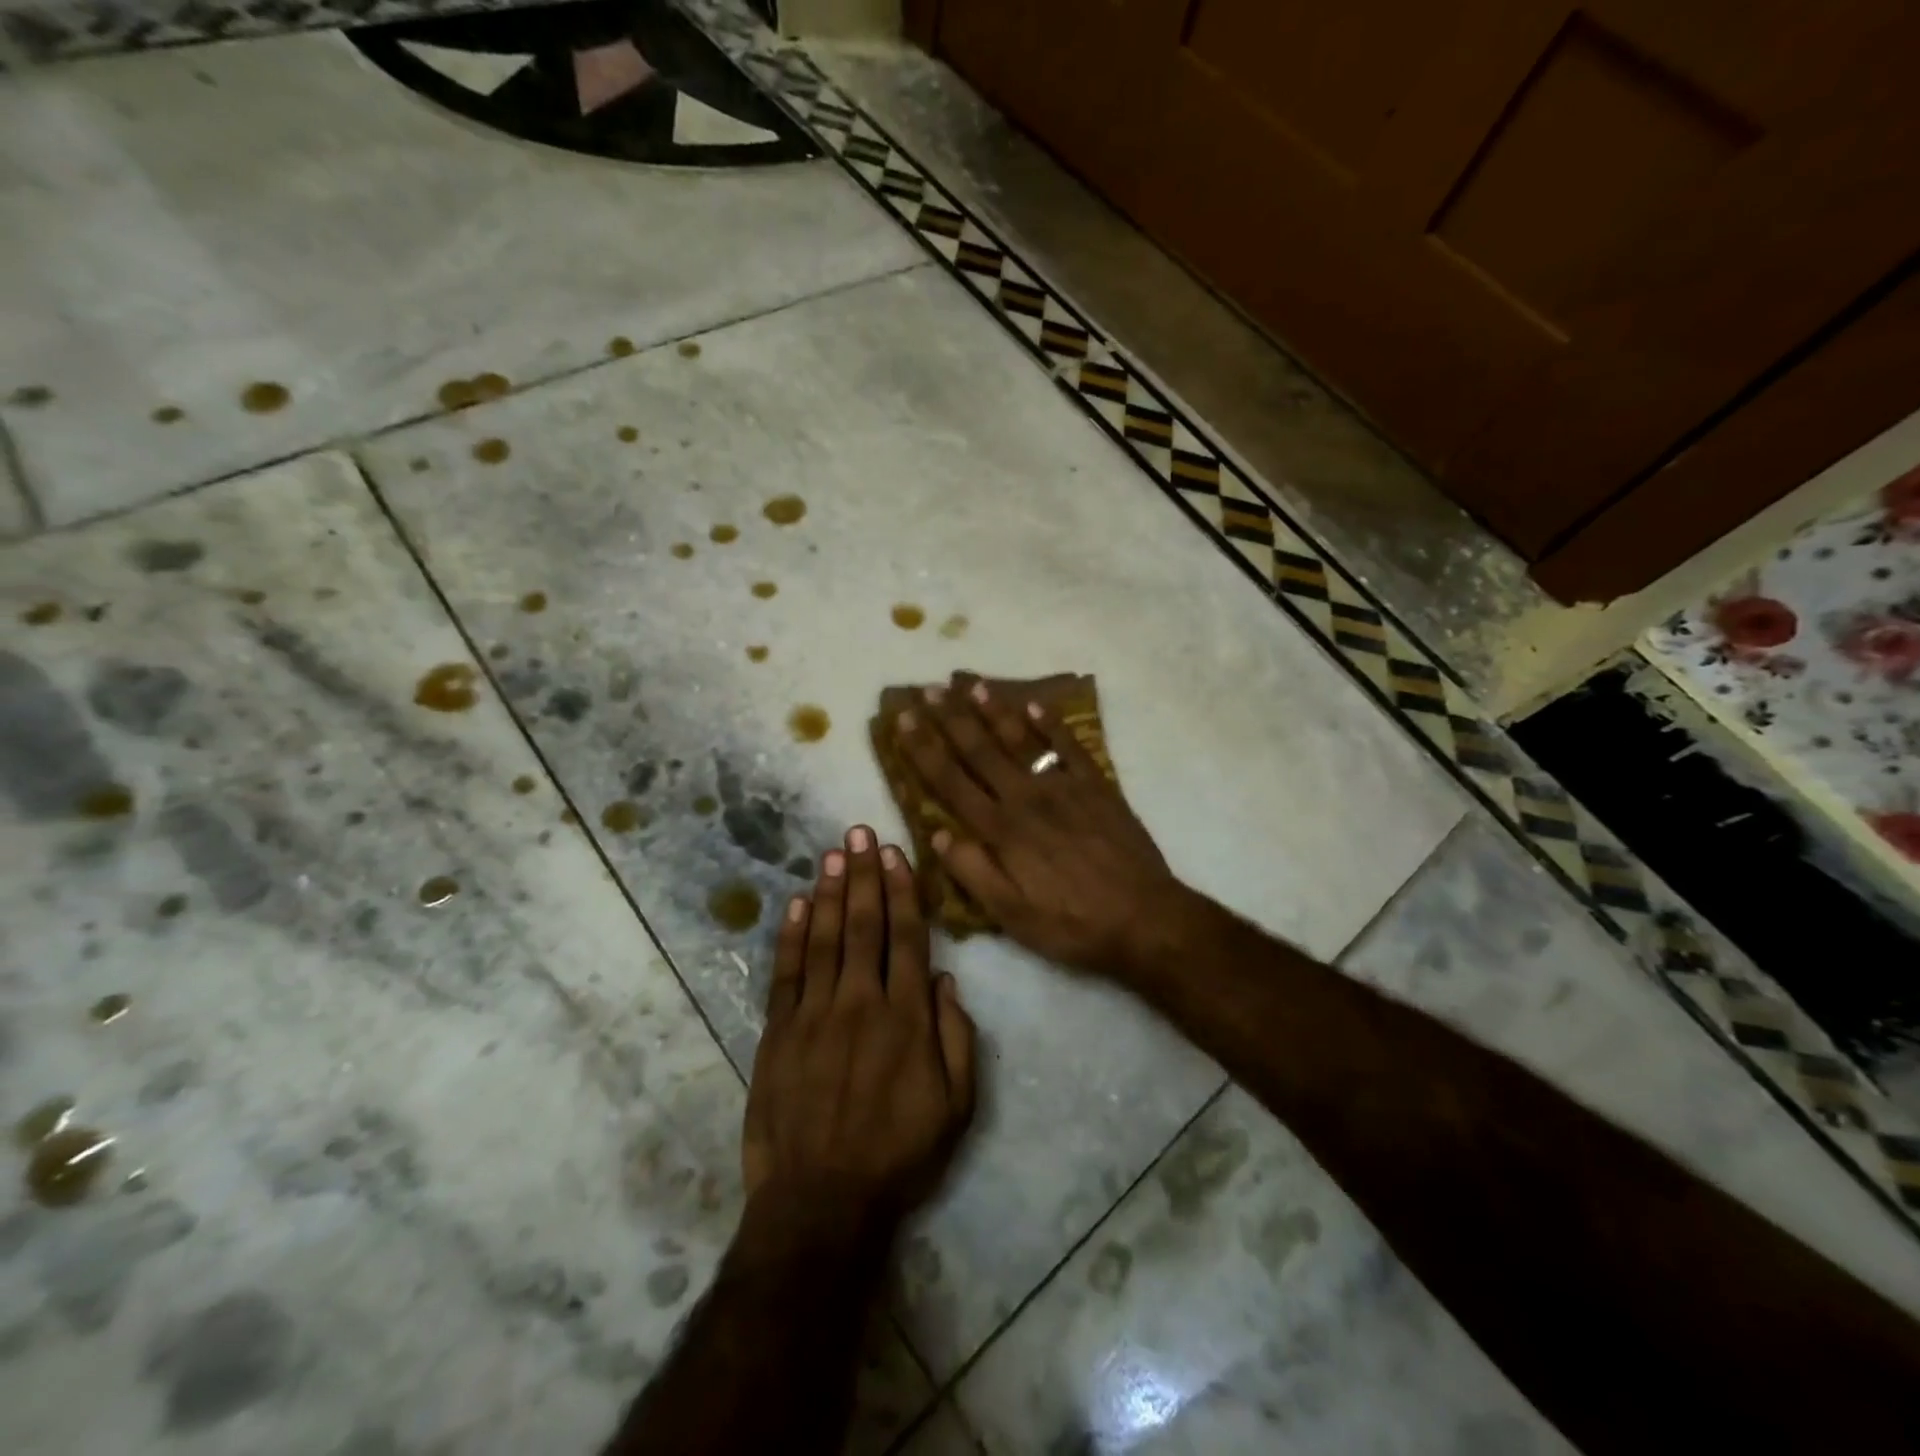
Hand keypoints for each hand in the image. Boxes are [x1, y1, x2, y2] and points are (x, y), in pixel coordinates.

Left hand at [741, 826, 976, 1233]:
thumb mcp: (956, 1106)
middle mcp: (861, 1002)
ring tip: (833, 853)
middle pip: (863, 925)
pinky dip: (790, 936)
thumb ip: (956, 1037)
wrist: (822, 1202)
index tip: (896, 854)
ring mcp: (815, 1015)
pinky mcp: (779, 1033)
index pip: (906, 937)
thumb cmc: (898, 1154)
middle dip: (863, 874)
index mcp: (907, 1017)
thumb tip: (946, 980)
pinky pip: (786, 973)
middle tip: (860, 832)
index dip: (902, 892)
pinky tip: (795, 904)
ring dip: (828, 892)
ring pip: (822, 939)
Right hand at [895, 673, 1187, 981]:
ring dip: (994, 710)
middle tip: (927, 690)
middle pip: (980, 751)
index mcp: (1001, 831)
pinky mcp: (1097, 786)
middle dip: (950, 719)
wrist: (1144, 919)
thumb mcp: (1011, 916)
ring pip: (1021, 740)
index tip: (904, 721)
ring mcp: (1063, 787)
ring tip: (972, 683)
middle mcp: (1026, 798)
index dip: (924, 749)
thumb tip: (937, 834)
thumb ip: (972, 872)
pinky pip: (1069, 746)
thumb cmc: (1071, 924)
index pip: (951, 782)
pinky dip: (1051, 723)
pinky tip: (1035, 704)